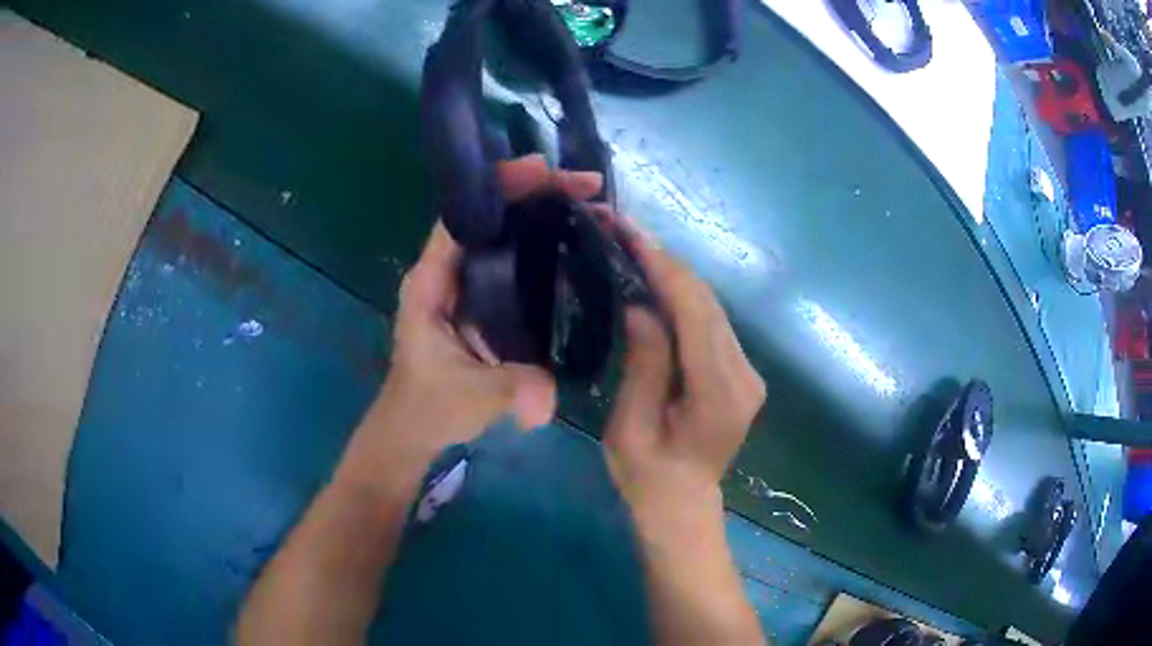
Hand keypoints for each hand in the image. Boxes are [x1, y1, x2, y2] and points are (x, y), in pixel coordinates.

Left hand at [339, 155, 605, 490]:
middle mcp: (445, 272)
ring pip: (501, 231)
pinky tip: (574, 242)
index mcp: (431, 282)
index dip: (500, 188)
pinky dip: (541, 241)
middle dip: (534, 192)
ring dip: (541, 212)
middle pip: (487, 214)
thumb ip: (509, 390)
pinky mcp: (481, 298)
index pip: (461, 217)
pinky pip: (510, 257)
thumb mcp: (471, 397)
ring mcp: (464, 283)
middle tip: (586, 188)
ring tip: (589, 206)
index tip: (544, 172)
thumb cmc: (429, 408)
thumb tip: (547, 401)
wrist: (415, 428)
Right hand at [603, 222, 765, 528]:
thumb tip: (643, 306)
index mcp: (719, 393)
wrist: (682, 504)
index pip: (696, 313)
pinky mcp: (742, 372)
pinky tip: (657, 281)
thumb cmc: (647, 476)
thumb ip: (644, 364)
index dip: (664, 268)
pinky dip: (684, 297)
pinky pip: (712, 322)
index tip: (630, 231)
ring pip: (712, 307)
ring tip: (635, 246)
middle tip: (624, 229)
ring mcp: (749, 372)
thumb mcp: (631, 426)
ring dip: (675, 275)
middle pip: (708, 303)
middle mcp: (745, 375)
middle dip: (666, 261)